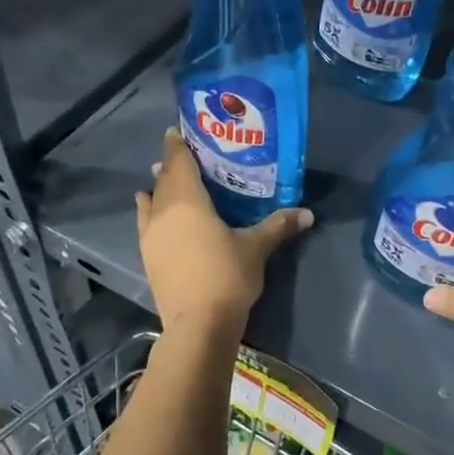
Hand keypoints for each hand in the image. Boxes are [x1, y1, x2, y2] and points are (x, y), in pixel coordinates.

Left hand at [135, 127, 312, 331]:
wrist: (198, 323)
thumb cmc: (228, 276)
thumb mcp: (256, 248)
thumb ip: (278, 226)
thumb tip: (308, 213)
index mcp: (188, 200)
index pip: (179, 162)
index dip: (177, 145)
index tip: (177, 131)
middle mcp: (163, 211)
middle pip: (165, 180)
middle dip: (172, 165)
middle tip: (184, 156)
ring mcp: (151, 235)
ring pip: (152, 200)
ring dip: (159, 188)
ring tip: (165, 180)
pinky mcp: (148, 256)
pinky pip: (145, 222)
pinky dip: (149, 210)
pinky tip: (150, 210)